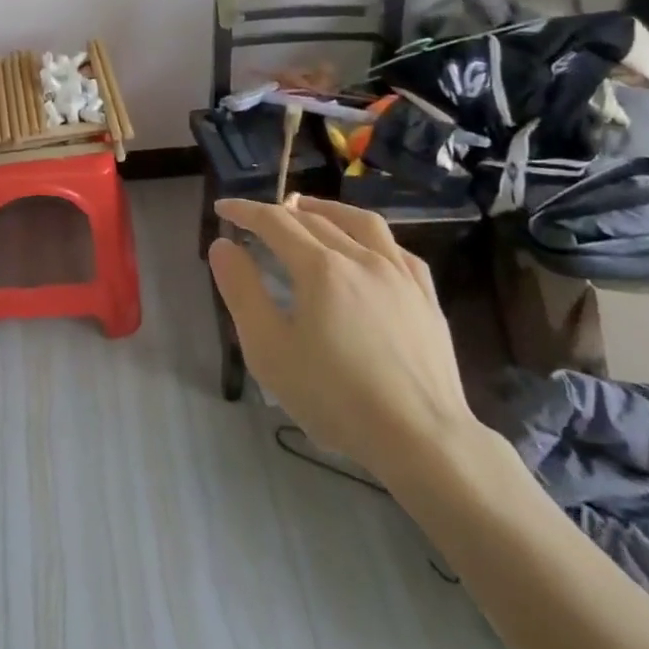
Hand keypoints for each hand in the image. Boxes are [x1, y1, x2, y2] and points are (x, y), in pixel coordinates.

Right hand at [210, 195, 483, 489]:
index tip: (222, 208)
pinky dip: (372, 239)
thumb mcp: (269, 350)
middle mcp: (361, 258)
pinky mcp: (426, 298)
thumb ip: (242, 291)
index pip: (274, 222)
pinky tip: (367, 249)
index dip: (244, 211)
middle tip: (256, 220)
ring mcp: (399, 275)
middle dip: (279, 213)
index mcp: (320, 268)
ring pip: (361, 223)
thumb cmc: (336, 398)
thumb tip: (222, 245)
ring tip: (309, 210)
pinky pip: (397, 251)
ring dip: (328, 210)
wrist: (423, 440)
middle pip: (314, 220)